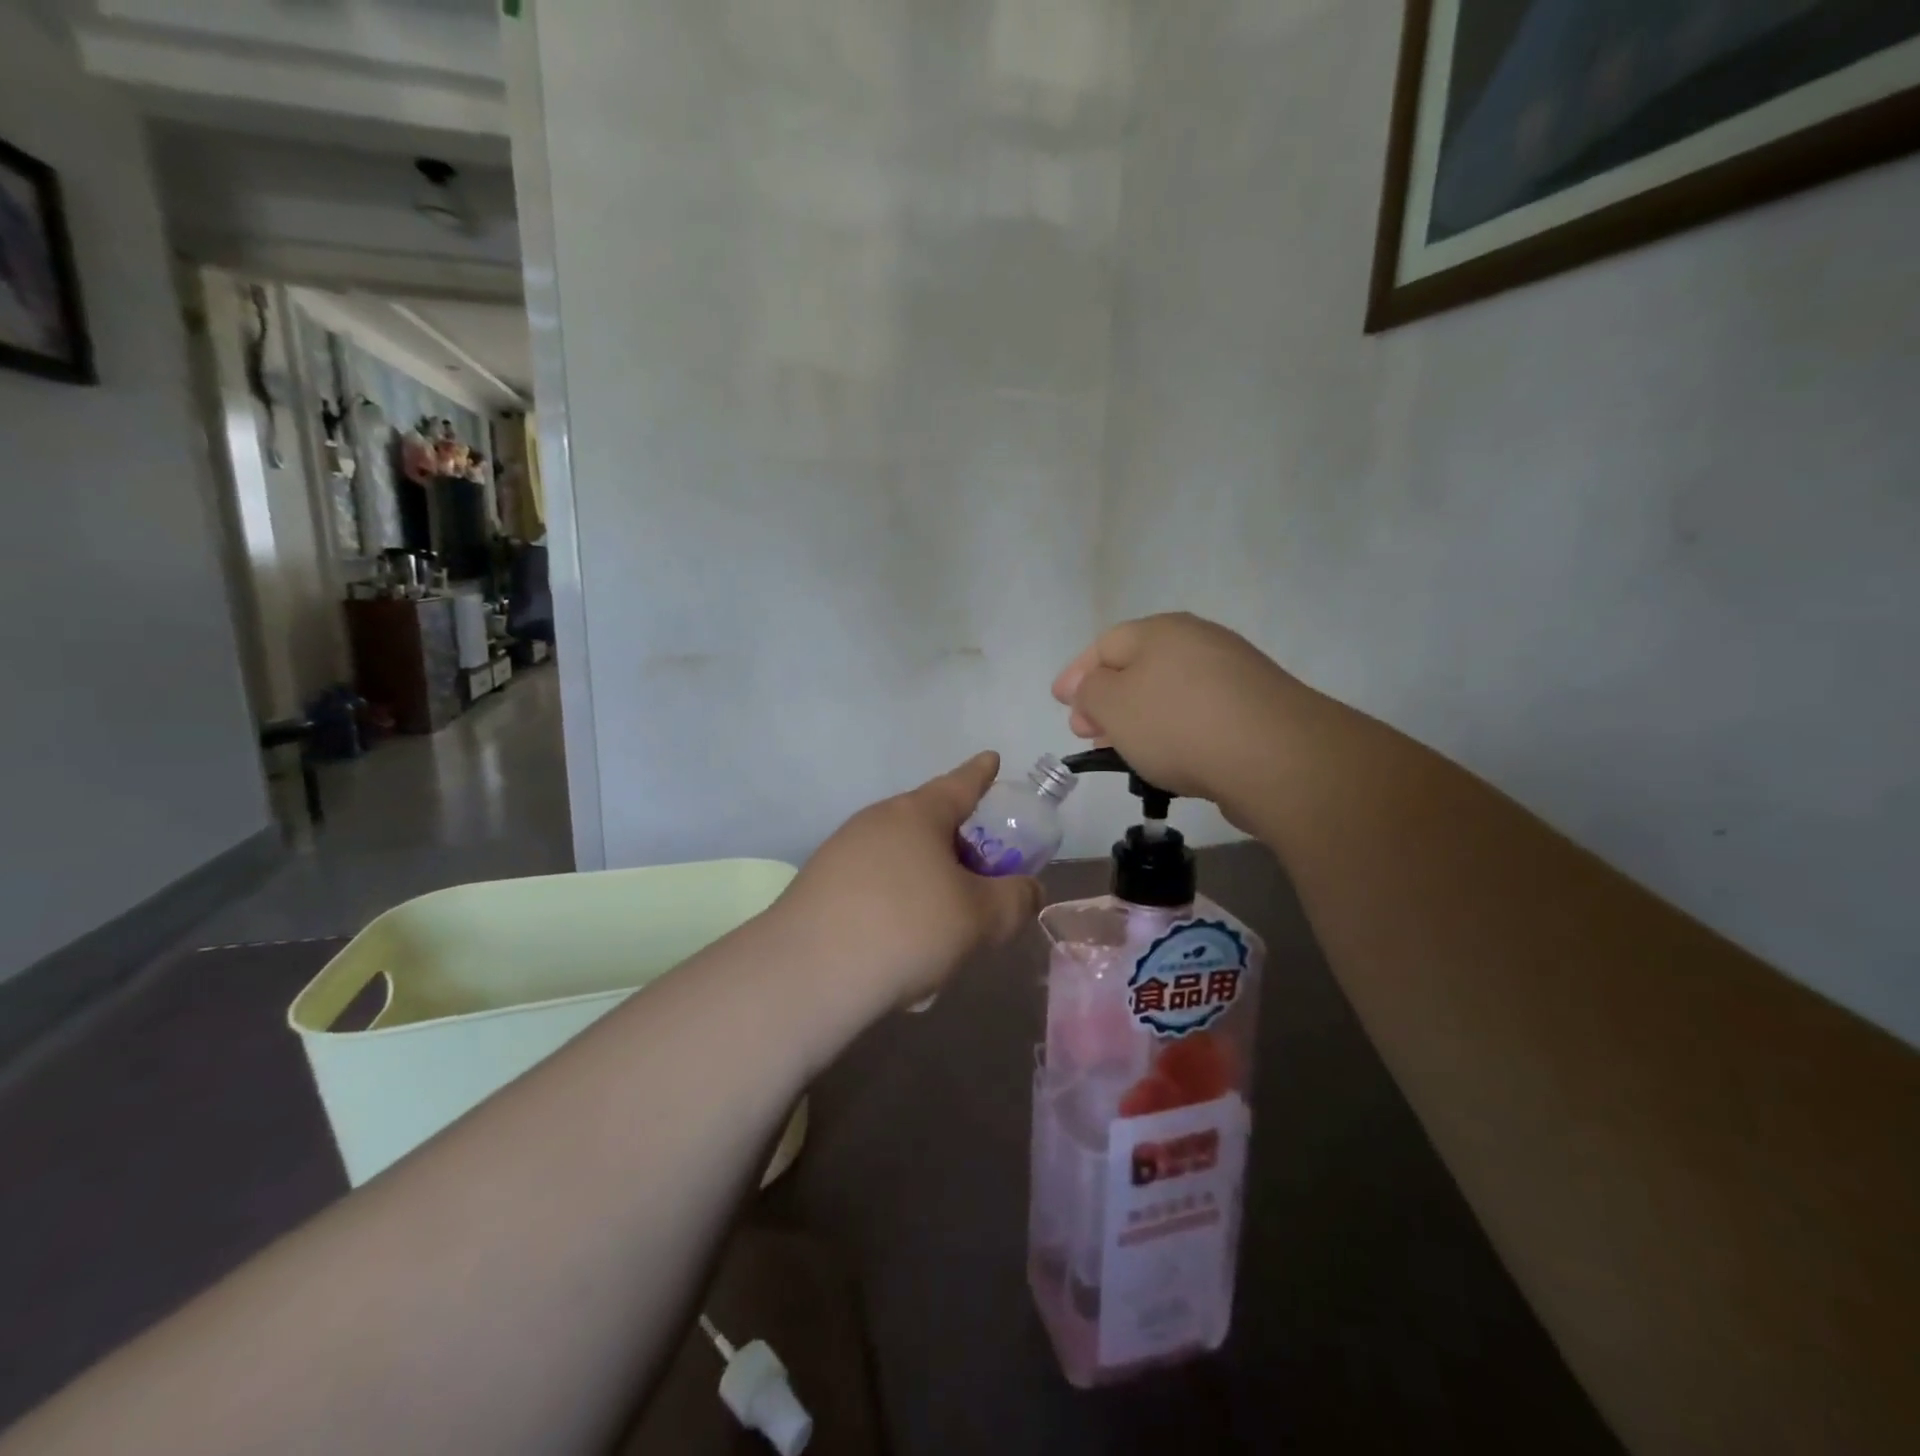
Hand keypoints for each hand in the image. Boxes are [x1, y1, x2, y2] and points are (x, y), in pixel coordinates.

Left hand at [778, 753, 1042, 1009]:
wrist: (808, 973)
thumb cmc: (907, 927)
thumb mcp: (980, 918)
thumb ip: (1015, 899)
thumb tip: (1028, 889)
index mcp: (917, 814)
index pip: (960, 783)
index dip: (981, 773)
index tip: (991, 759)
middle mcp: (876, 821)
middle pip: (928, 824)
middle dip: (957, 848)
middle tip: (980, 882)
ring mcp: (841, 852)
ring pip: (901, 860)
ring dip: (927, 884)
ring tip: (942, 932)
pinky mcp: (819, 886)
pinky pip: (873, 887)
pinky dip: (896, 907)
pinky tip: (900, 949)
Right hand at [1052, 613, 1307, 826]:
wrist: (1275, 757)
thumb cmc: (1178, 723)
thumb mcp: (1113, 704)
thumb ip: (1090, 691)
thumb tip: (1091, 687)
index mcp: (1161, 630)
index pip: (1105, 645)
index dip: (1077, 674)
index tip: (1060, 703)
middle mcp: (1199, 641)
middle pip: (1139, 667)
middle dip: (1106, 699)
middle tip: (1087, 730)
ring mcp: (1234, 674)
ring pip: (1169, 692)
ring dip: (1139, 718)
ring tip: (1123, 750)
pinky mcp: (1256, 708)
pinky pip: (1198, 713)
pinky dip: (1174, 730)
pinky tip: (1169, 758)